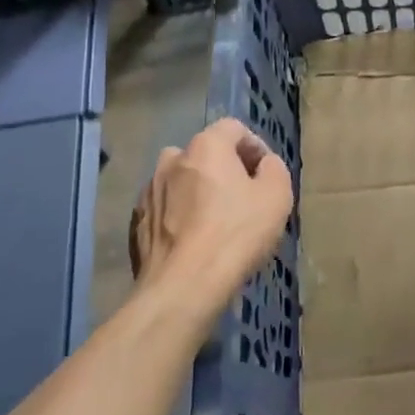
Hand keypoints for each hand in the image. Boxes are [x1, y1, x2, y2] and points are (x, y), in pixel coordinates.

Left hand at [130, 119, 293, 313]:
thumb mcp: (277, 195)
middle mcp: (171, 160)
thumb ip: (274, 168)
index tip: (266, 175)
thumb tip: (263, 165)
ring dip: (198, 191)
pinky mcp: (137, 222)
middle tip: (243, 198)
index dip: (255, 147)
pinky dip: (180, 216)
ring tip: (215, 221)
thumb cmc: (236, 234)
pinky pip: (166, 208)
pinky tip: (194, 241)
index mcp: (206, 146)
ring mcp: (149, 191)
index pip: (234, 128)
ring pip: (181, 181)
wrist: (183, 287)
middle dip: (224, 169)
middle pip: (205, 153)